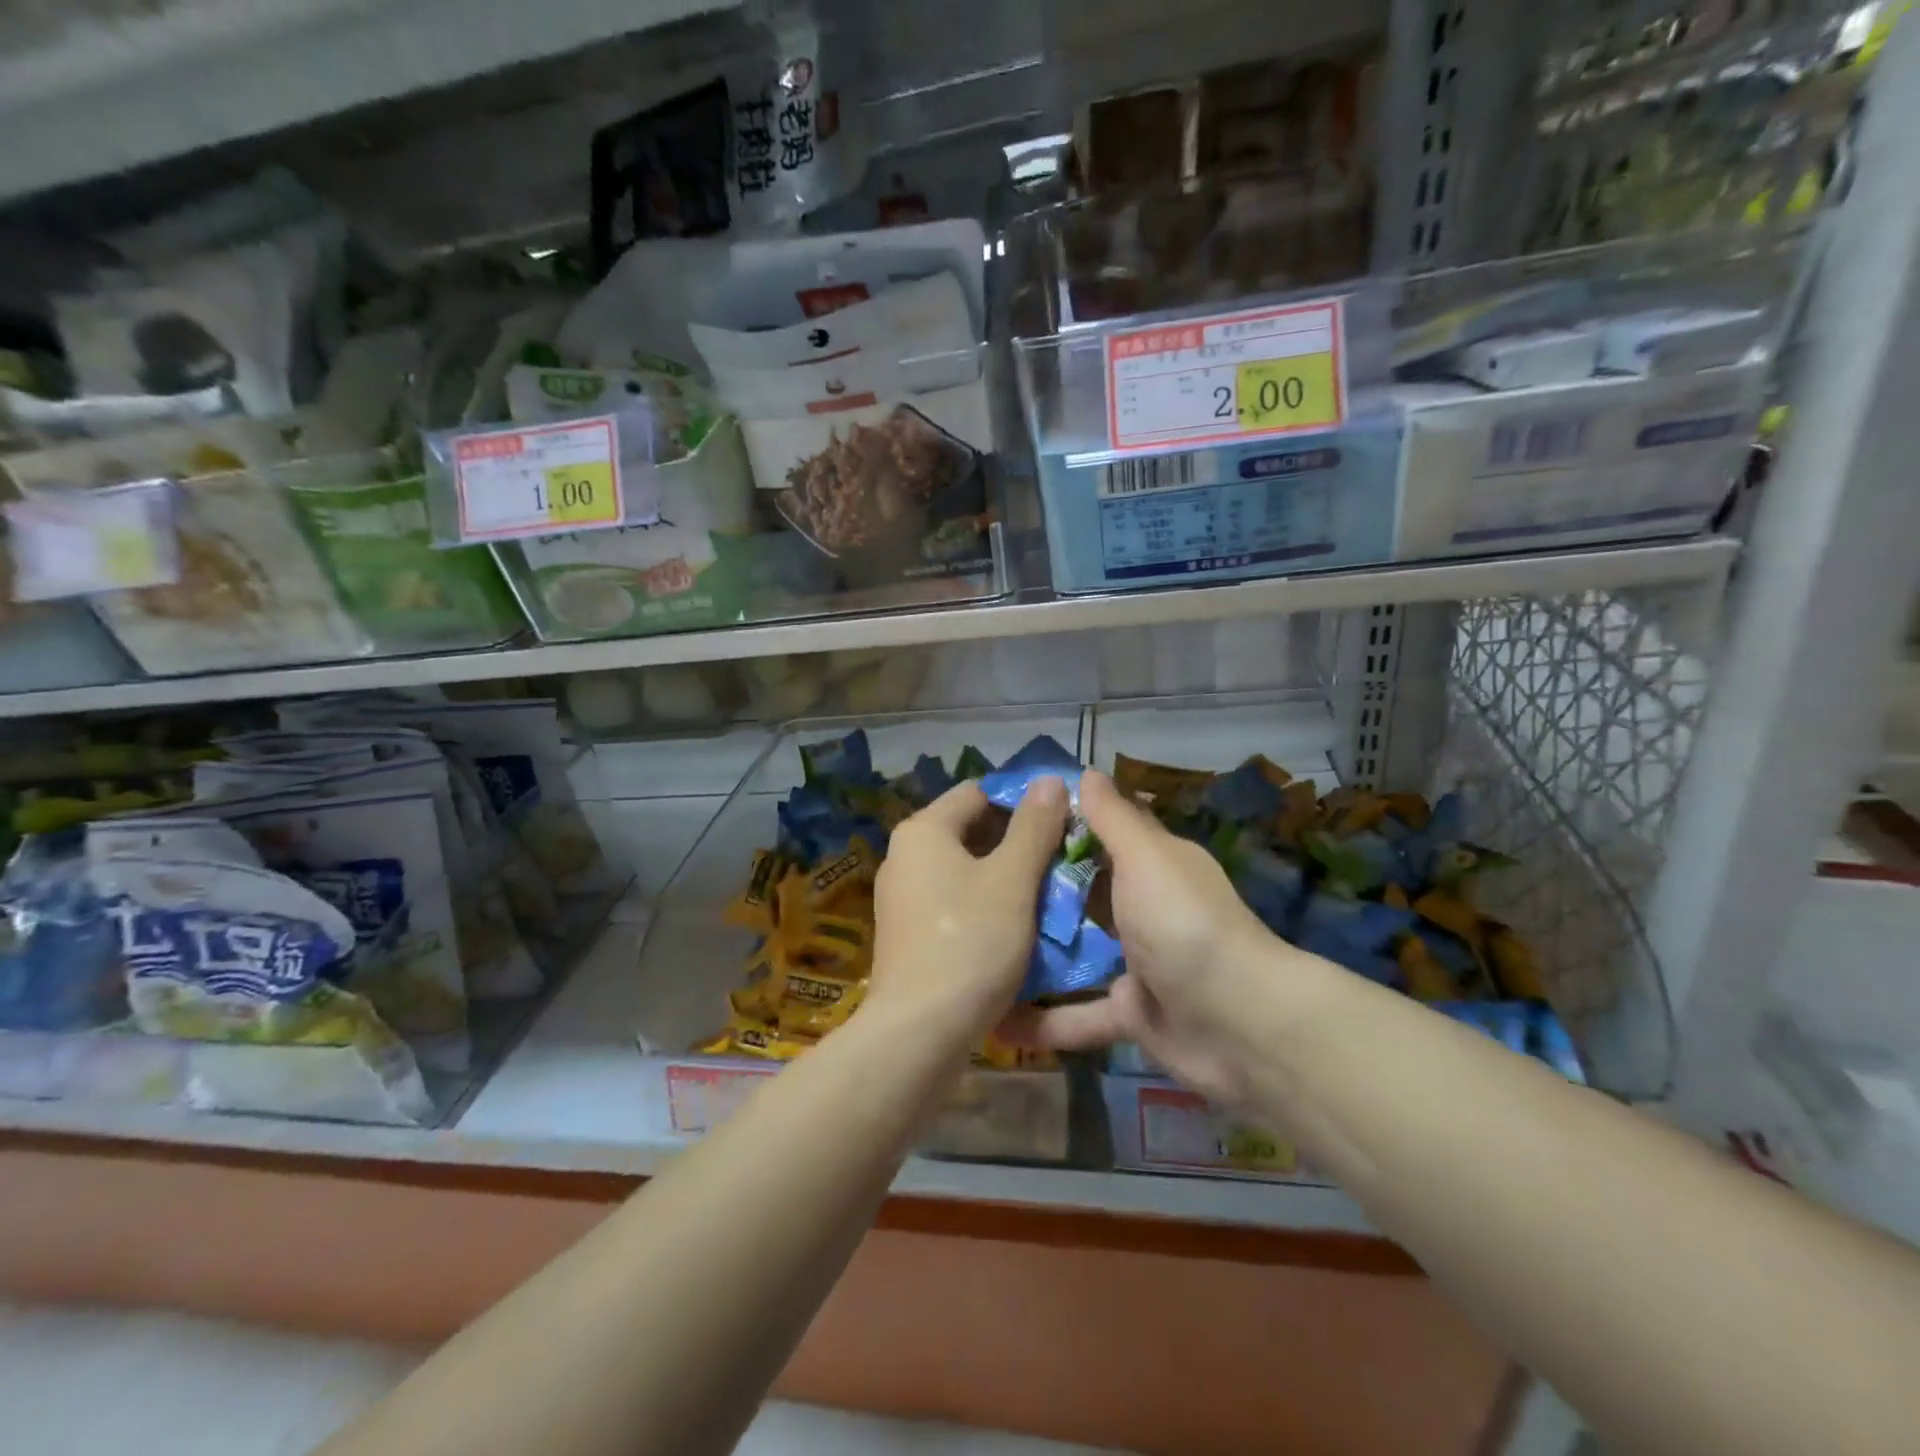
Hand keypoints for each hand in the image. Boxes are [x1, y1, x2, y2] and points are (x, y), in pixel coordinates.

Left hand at [866, 776, 1067, 1048]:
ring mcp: (903, 897)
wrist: (919, 1033)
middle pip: (971, 831)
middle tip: (1064, 858)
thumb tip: (1049, 780)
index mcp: (923, 831)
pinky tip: (1019, 927)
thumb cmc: (970, 943)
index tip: (1063, 820)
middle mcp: (905, 856)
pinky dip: (986, 905)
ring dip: (1006, 876)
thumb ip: (1034, 826)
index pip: (978, 792)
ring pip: (966, 870)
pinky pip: (955, 902)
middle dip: (1018, 841)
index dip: (1023, 800)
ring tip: (1051, 893)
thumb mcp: (1012, 880)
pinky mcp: (909, 934)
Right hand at [1002, 770, 1295, 1107]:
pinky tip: (997, 1022)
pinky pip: (1080, 1015)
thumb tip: (1087, 772)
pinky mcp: (1130, 1014)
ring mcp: (1139, 964)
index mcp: (1155, 866)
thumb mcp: (1146, 858)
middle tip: (977, 882)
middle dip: (1037, 889)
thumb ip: (1113, 819)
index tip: (1008, 817)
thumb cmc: (1185, 924)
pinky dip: (1045, 1021)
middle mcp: (1146, 909)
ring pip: (1077, 953)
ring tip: (978, 945)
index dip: (1062, 822)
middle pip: (1084, 892)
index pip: (1105, 832)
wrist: (1239, 1025)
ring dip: (1036, 953)